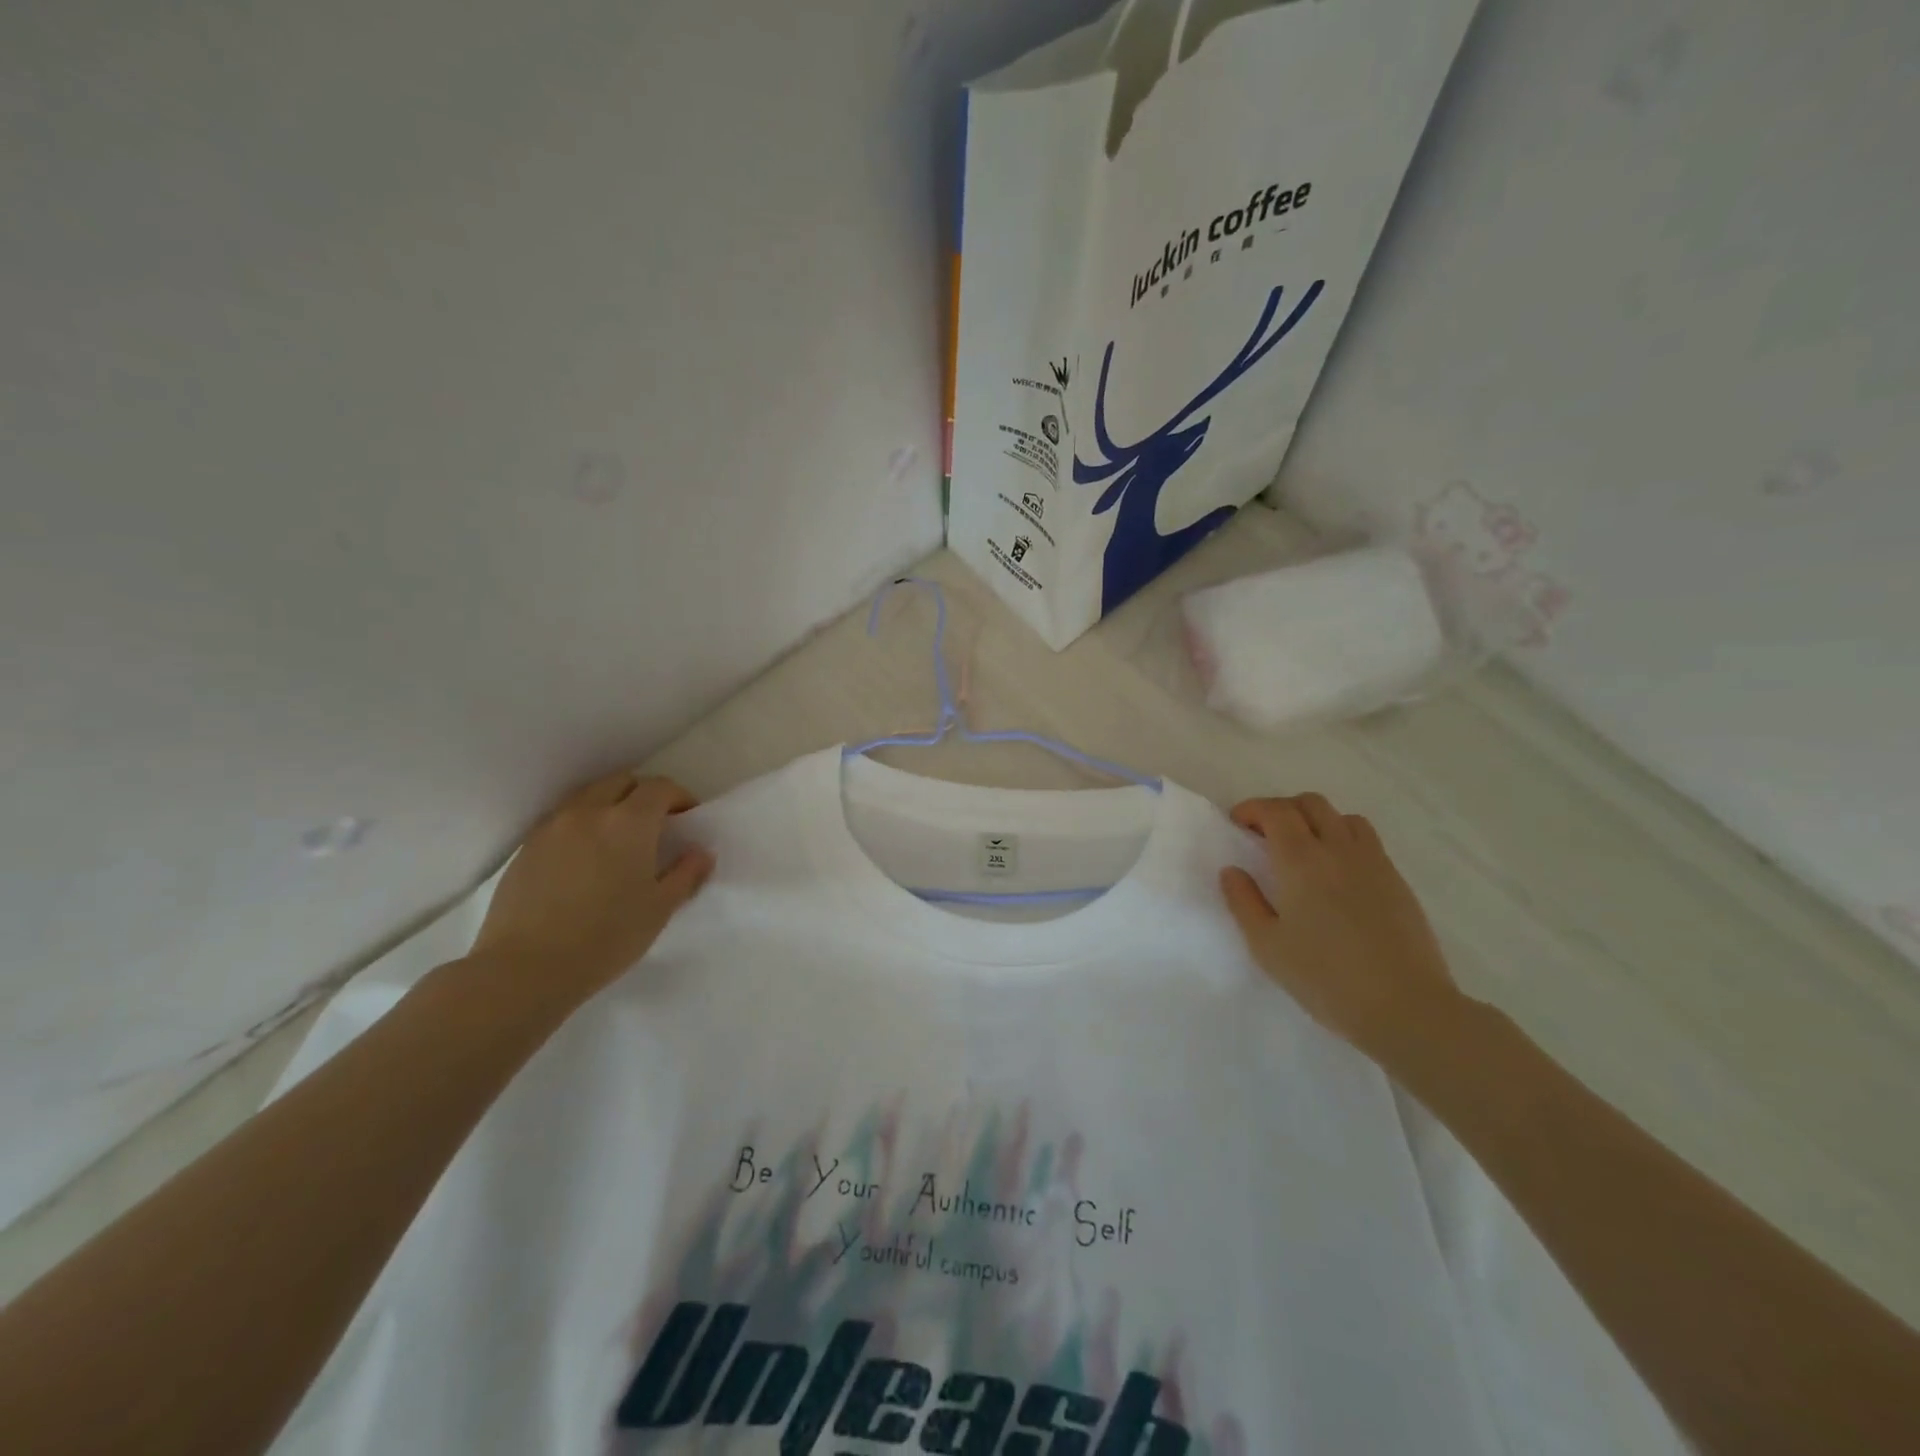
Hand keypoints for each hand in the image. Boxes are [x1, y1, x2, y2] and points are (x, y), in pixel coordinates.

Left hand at [468, 770, 713, 1001]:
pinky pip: (563, 820)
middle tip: (655, 825)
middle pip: (622, 782)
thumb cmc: (605, 937)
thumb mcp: (660, 909)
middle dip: (643, 794)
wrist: (524, 968)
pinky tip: (585, 860)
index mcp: (629, 822)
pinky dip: (582, 825)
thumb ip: (686, 874)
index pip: (659, 788)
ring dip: (610, 806)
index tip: (687, 818)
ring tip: (618, 841)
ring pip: (589, 797)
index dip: (678, 797)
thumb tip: (700, 852)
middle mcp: (589, 812)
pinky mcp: (526, 848)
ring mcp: (552, 827)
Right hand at [1220, 793, 1463, 1065]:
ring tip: (1304, 849)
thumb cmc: (1325, 978)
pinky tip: (1337, 874)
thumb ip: (1244, 902)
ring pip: (1343, 818)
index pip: (1276, 811)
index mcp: (1301, 861)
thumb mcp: (1267, 945)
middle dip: (1282, 809)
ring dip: (1317, 821)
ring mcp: (1373, 863)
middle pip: (1311, 804)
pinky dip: (1343, 840)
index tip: (1238, 823)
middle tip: (1264, 834)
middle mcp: (1338, 849)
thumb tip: (1232, 871)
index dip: (1253, 809)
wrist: (1405, 1007)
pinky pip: (1367, 841)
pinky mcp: (1397, 881)